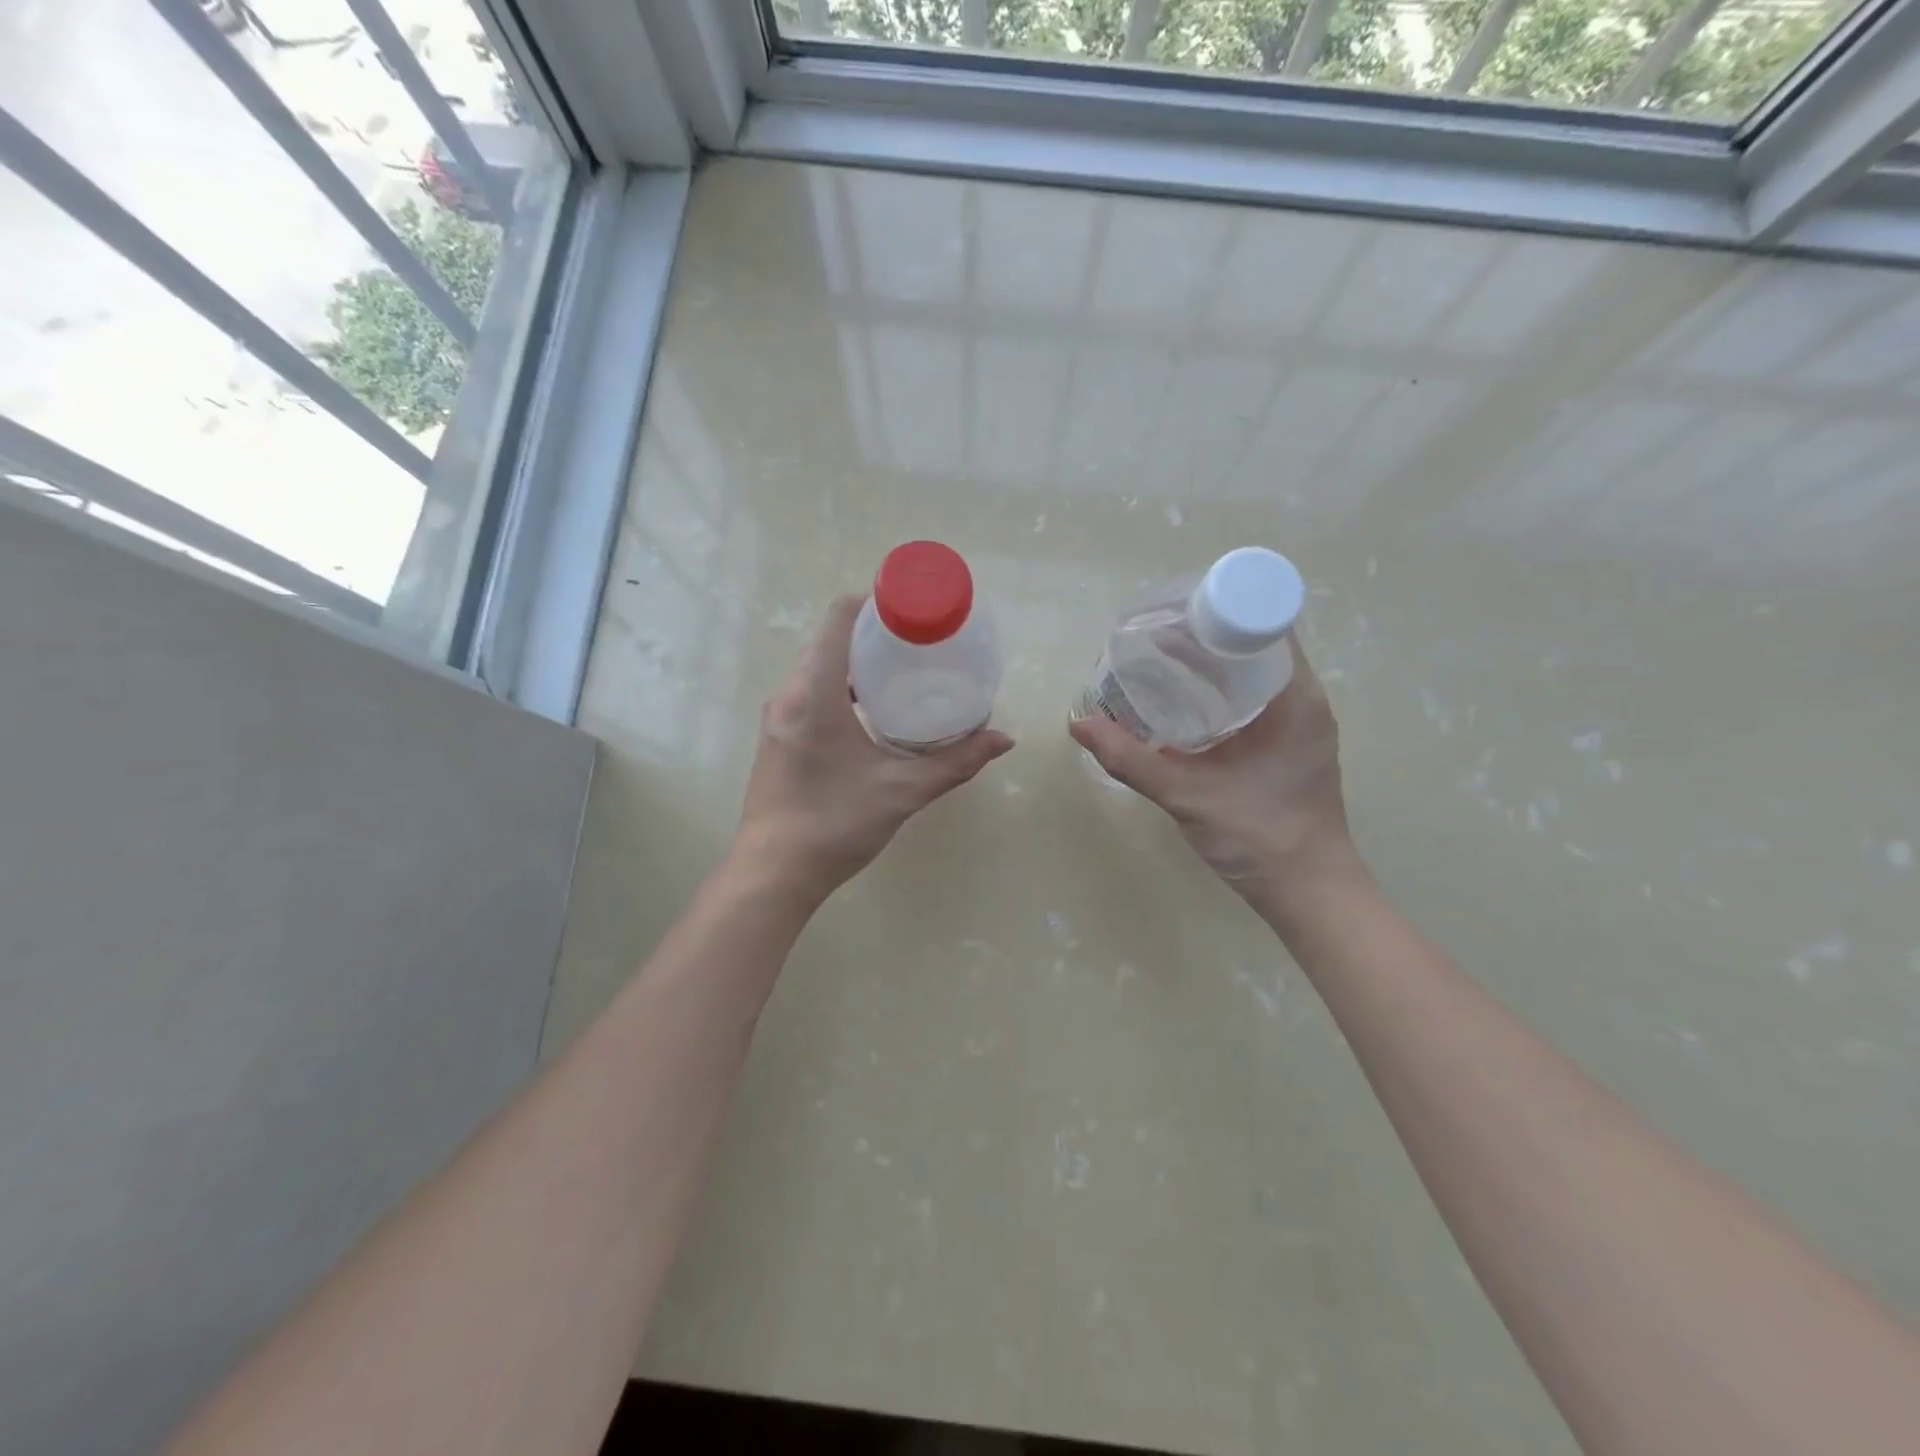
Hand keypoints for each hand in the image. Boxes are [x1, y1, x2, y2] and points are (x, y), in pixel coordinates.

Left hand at [732, 596, 1014, 906]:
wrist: (772, 875)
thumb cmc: (835, 825)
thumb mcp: (902, 791)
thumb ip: (955, 762)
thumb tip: (1004, 739)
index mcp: (814, 693)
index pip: (839, 618)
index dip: (876, 602)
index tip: (914, 611)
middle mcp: (789, 694)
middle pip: (829, 639)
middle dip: (873, 633)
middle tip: (920, 644)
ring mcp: (777, 716)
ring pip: (818, 667)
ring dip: (856, 662)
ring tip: (902, 675)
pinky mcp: (777, 737)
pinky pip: (809, 691)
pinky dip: (840, 686)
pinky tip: (871, 713)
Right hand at [1068, 637, 1359, 903]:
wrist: (1310, 894)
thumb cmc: (1260, 837)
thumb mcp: (1188, 794)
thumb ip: (1131, 759)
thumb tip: (1078, 722)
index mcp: (1295, 697)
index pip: (1264, 623)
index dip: (1219, 608)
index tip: (1171, 611)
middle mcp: (1303, 700)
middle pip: (1255, 643)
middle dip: (1204, 635)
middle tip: (1151, 635)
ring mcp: (1298, 724)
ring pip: (1252, 673)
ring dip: (1210, 665)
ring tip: (1157, 660)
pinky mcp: (1287, 745)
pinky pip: (1252, 700)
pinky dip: (1218, 692)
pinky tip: (1180, 704)